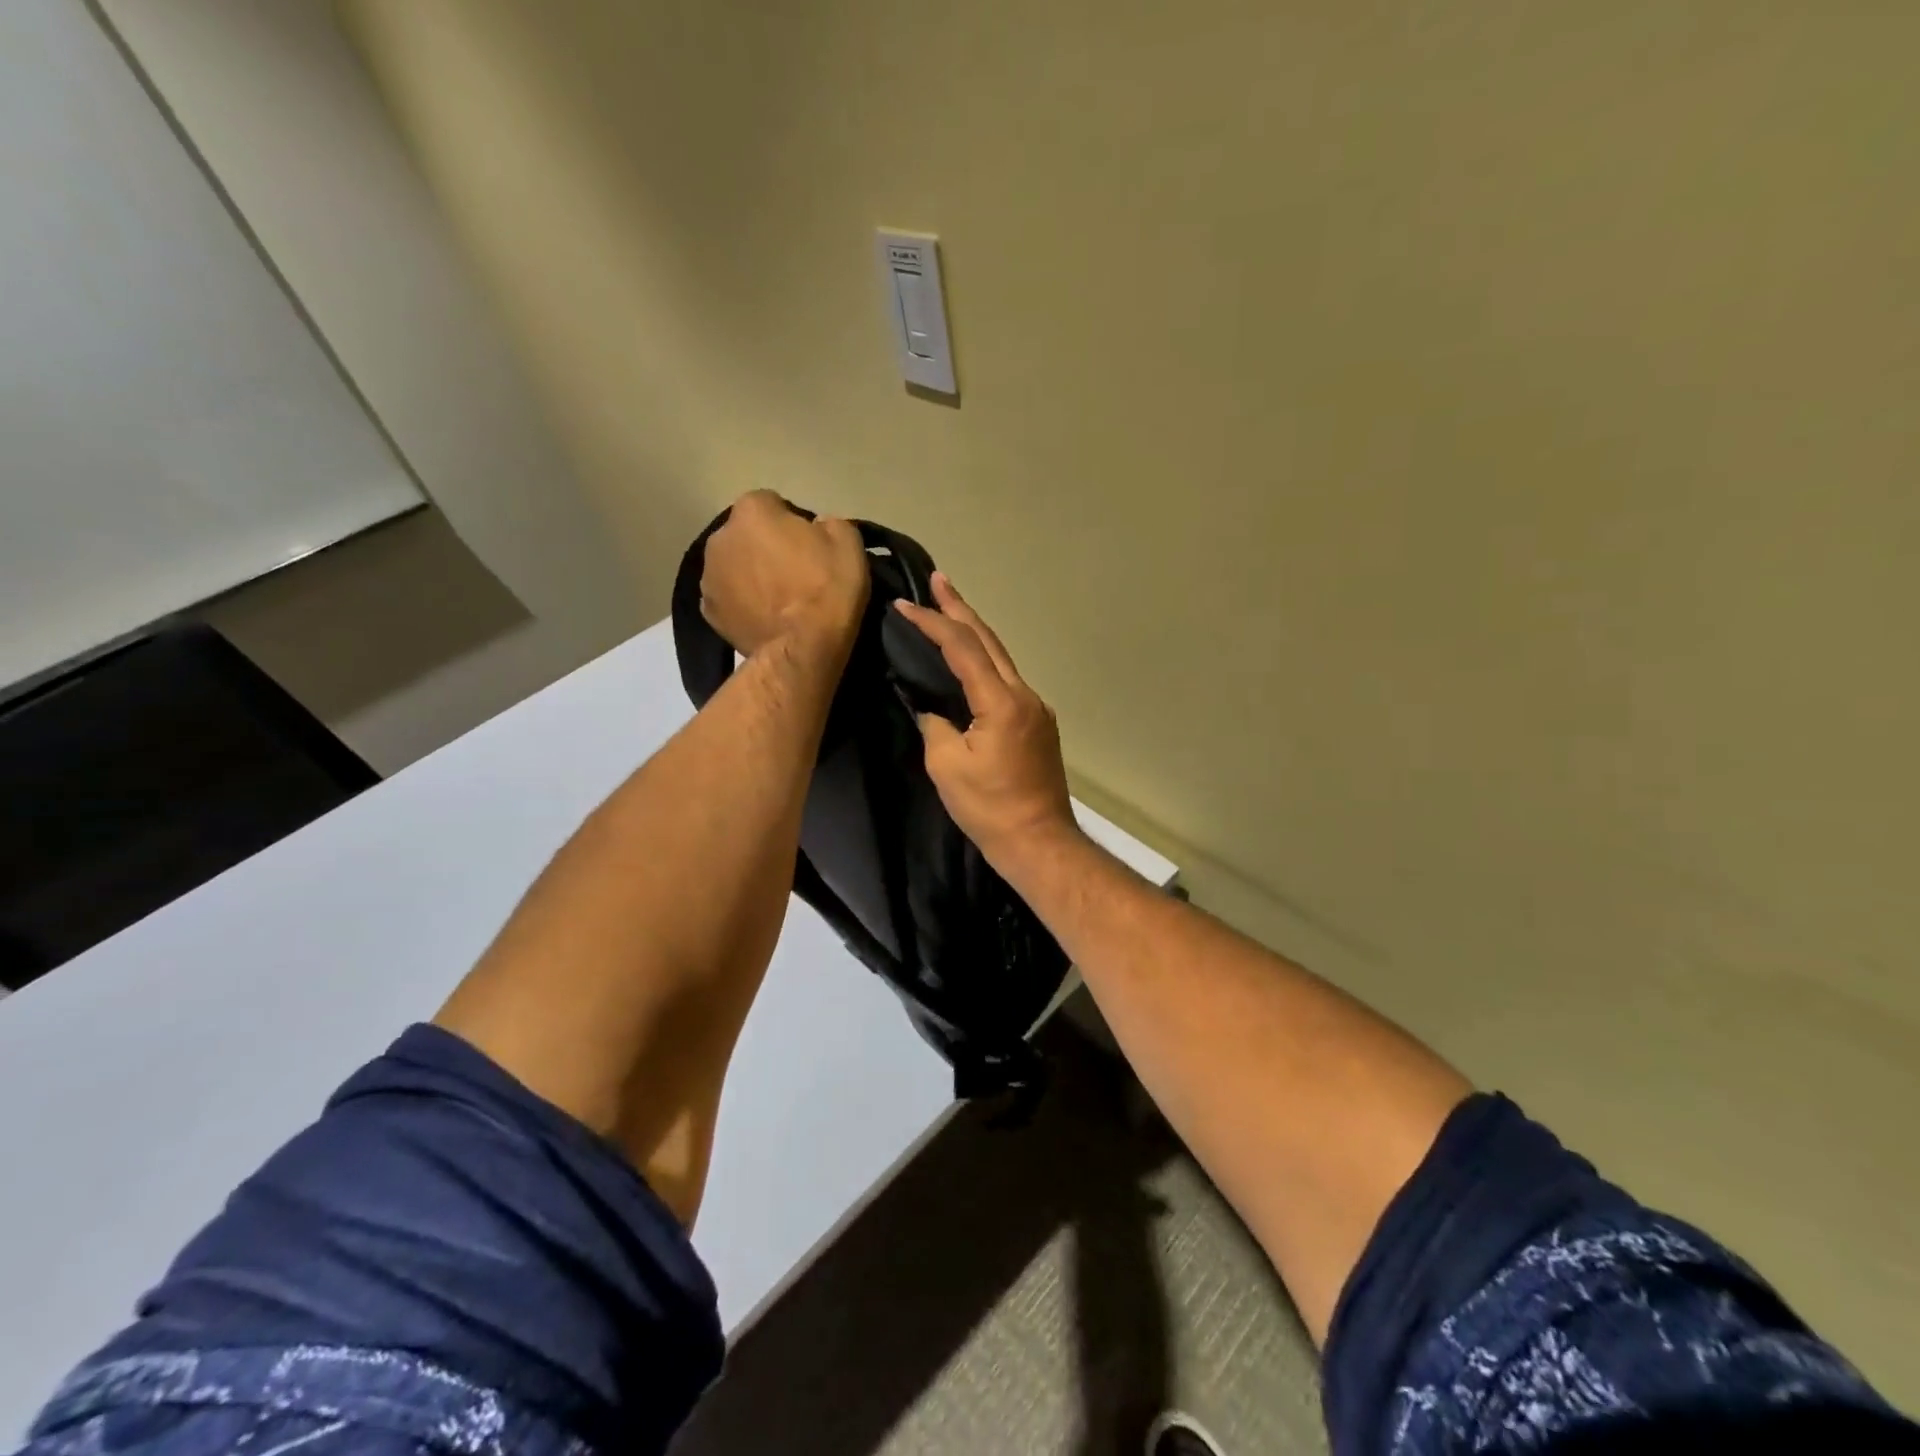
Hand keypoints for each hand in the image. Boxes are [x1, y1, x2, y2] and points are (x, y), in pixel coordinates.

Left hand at [701, 491, 868, 653]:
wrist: (804, 649)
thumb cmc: (827, 590)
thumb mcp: (849, 543)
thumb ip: (829, 523)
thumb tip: (817, 528)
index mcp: (752, 510)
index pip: (771, 503)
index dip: (792, 522)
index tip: (809, 545)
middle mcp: (721, 536)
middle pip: (746, 534)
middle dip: (764, 546)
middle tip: (793, 572)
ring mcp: (708, 576)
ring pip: (733, 566)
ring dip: (750, 574)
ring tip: (777, 599)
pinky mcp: (708, 611)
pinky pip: (727, 598)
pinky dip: (740, 603)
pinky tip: (763, 618)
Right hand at [894, 575, 1082, 880]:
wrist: (1039, 841)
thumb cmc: (989, 808)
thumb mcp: (946, 766)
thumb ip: (935, 725)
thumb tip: (931, 708)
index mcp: (1001, 702)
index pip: (963, 648)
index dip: (933, 623)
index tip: (904, 605)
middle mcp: (1024, 695)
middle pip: (989, 641)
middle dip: (961, 608)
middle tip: (938, 580)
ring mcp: (1036, 708)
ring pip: (1001, 659)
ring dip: (975, 633)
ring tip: (950, 610)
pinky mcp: (1038, 724)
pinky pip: (1007, 680)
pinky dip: (985, 661)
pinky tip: (971, 660)